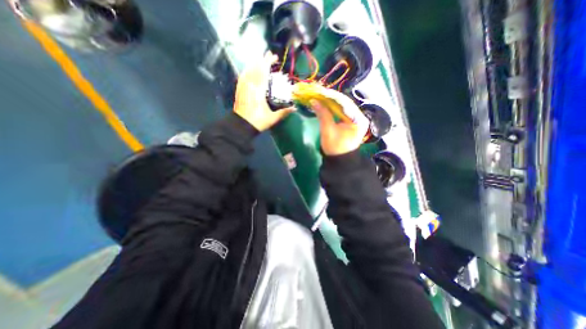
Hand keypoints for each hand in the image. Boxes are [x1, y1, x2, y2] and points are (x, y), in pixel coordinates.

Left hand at [234, 51, 295, 130]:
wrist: (241, 126)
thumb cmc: (258, 122)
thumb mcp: (272, 118)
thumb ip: (283, 112)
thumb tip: (294, 108)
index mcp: (259, 91)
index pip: (263, 72)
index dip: (268, 62)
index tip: (274, 57)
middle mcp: (250, 86)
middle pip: (256, 69)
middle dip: (262, 60)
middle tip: (269, 54)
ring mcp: (244, 87)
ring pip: (248, 71)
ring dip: (255, 63)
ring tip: (260, 59)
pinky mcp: (240, 91)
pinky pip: (243, 77)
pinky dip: (247, 71)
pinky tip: (249, 69)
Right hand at [309, 89, 367, 155]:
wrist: (339, 161)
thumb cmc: (335, 148)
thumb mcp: (328, 131)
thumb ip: (322, 114)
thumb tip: (314, 101)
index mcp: (358, 119)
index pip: (345, 103)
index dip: (332, 96)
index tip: (320, 91)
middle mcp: (359, 117)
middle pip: (344, 103)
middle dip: (331, 98)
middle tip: (319, 93)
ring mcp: (356, 119)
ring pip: (342, 106)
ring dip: (331, 102)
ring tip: (321, 96)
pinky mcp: (351, 122)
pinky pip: (341, 111)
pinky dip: (333, 108)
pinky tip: (325, 104)